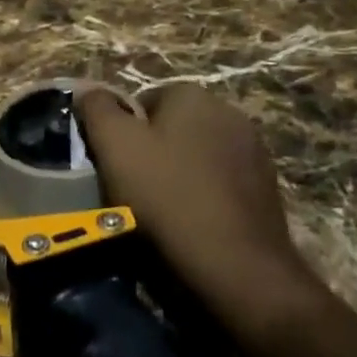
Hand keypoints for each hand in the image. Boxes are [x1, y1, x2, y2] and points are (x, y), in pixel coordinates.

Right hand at [76, 83, 321, 346]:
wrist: (237, 266)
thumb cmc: (167, 196)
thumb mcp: (115, 146)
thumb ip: (97, 108)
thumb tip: (88, 90)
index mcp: (192, 94)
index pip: (142, 102)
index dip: (123, 135)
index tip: (115, 167)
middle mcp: (228, 111)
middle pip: (173, 127)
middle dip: (153, 153)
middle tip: (134, 190)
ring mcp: (254, 150)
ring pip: (198, 156)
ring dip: (180, 175)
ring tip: (163, 213)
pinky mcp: (268, 187)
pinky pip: (222, 183)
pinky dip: (206, 197)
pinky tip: (195, 225)